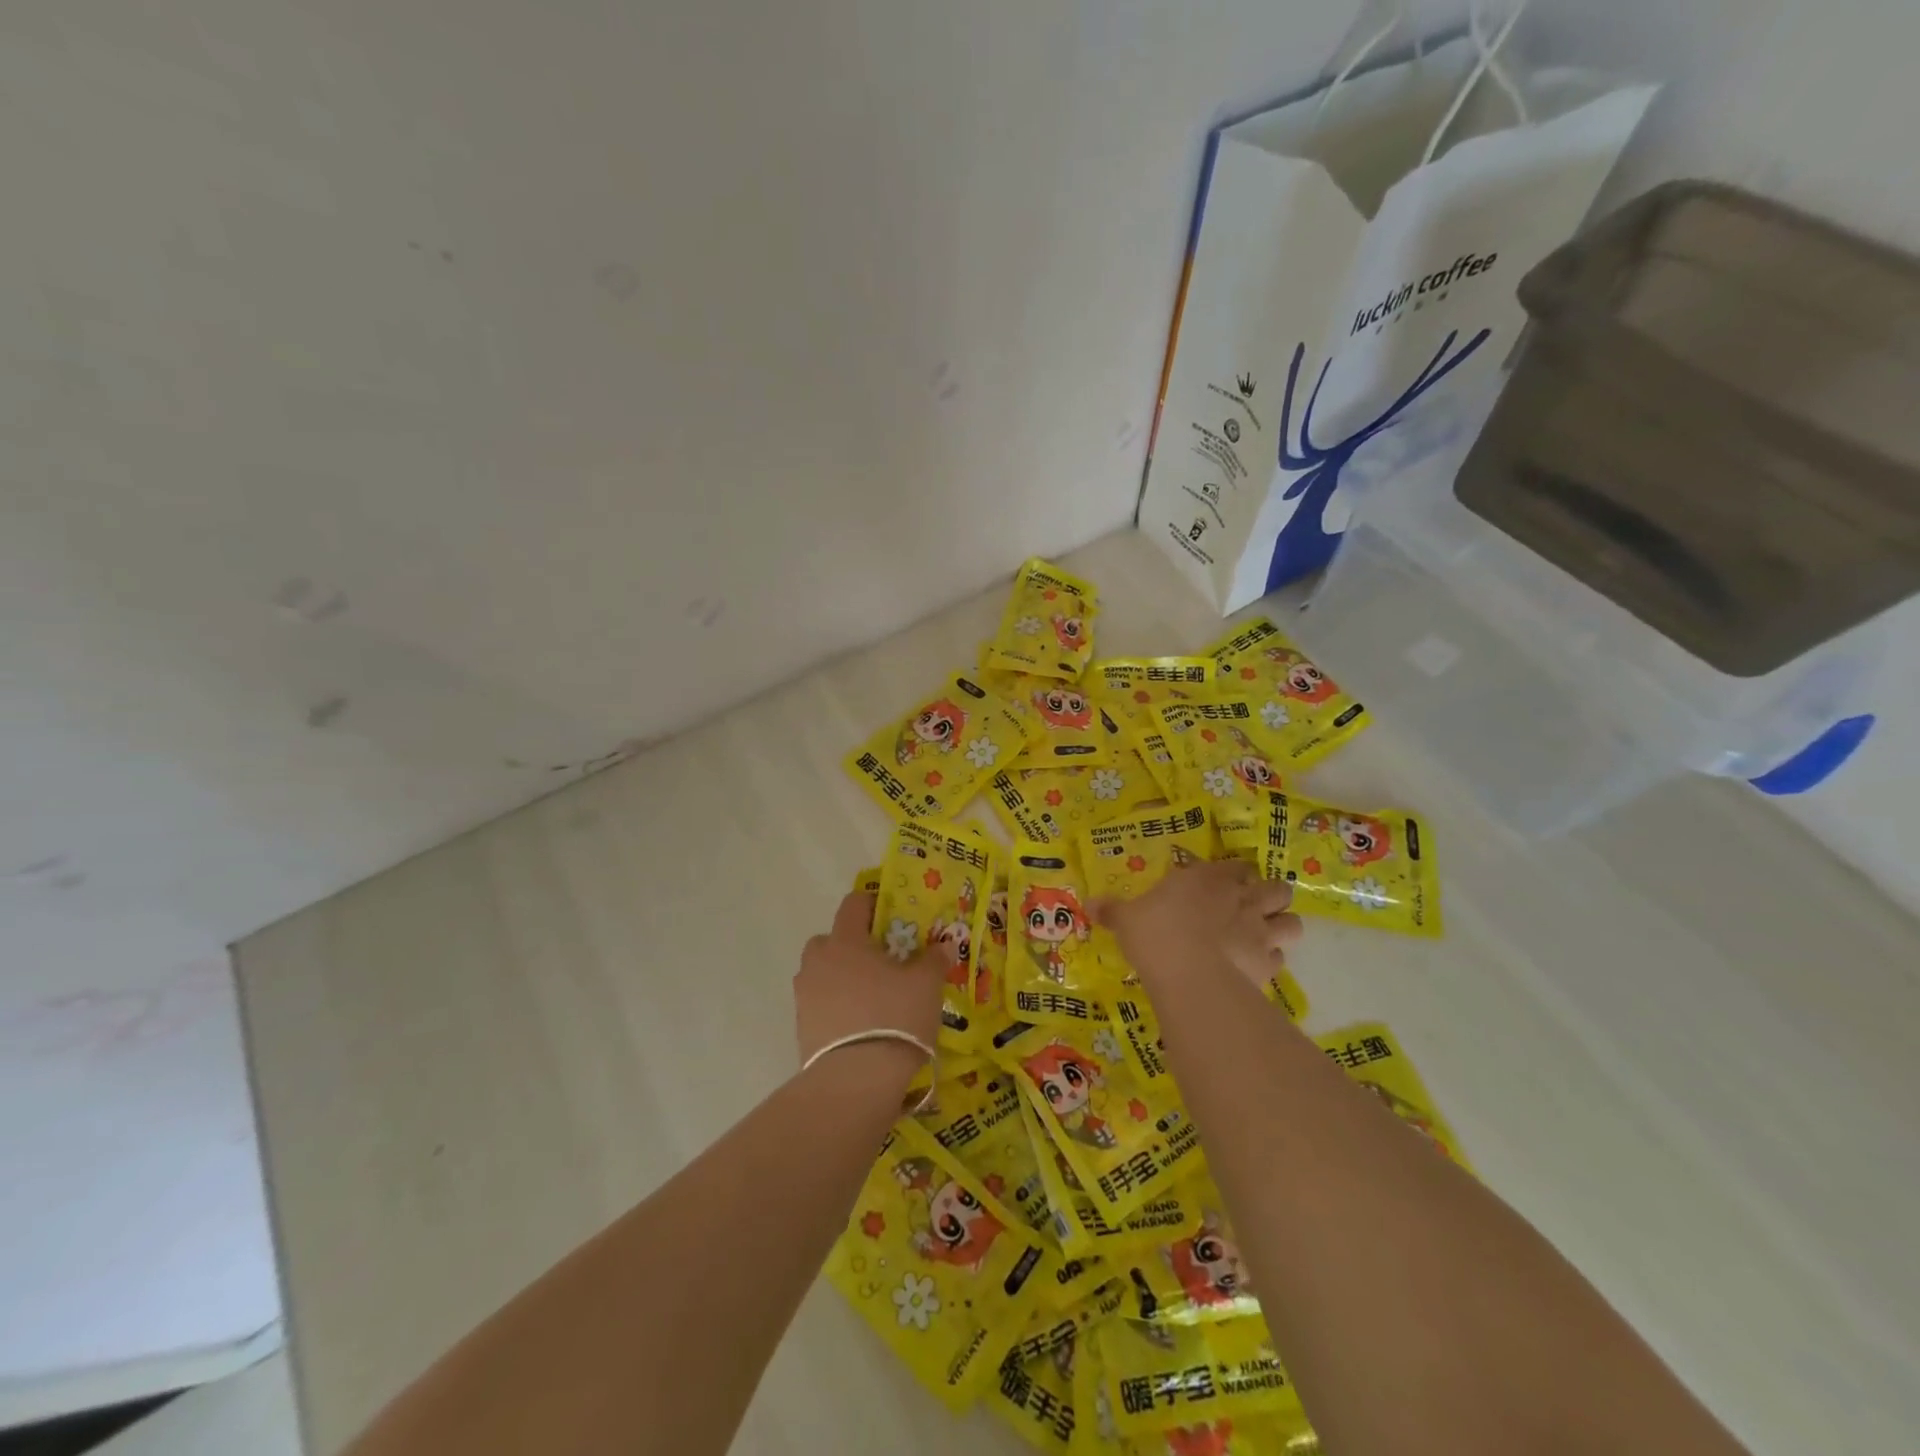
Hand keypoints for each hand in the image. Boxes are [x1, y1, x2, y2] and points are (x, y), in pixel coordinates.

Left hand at [794, 892, 945, 1075]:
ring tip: (870, 998)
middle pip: (830, 940)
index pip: (853, 904)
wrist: (856, 1079)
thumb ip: (934, 960)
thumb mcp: (926, 986)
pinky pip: (820, 1005)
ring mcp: (805, 996)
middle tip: (879, 962)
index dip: (871, 904)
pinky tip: (859, 1025)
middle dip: (850, 946)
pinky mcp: (801, 1028)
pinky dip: (835, 1008)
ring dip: (840, 978)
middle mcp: (818, 962)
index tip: (889, 916)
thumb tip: (944, 944)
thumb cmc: (894, 1017)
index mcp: (846, 941)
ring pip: (821, 974)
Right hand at [1095, 860, 1300, 988]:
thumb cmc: (1156, 933)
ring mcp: (1260, 932)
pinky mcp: (1268, 965)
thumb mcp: (1127, 918)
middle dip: (1271, 895)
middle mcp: (1242, 900)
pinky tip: (1255, 966)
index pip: (1237, 865)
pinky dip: (1272, 961)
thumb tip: (1089, 904)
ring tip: (1265, 934)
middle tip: (1252, 906)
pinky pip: (1280, 959)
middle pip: (1277, 888)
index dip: (1234, 873)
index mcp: (1209, 879)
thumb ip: (1113, 910)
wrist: (1189, 974)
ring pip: (1292, 922)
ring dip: (1282, 925)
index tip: (1224, 881)